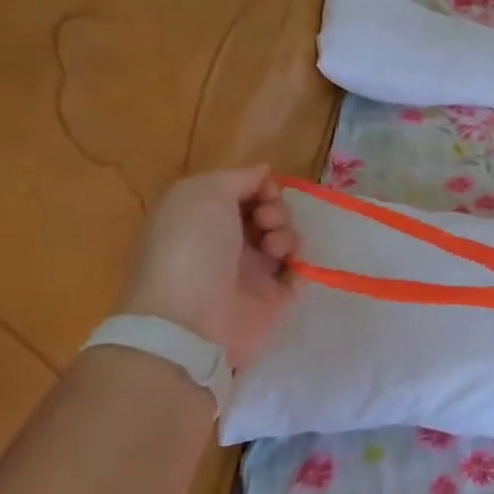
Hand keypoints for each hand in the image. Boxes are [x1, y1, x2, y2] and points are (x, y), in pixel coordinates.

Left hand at [119, 165, 297, 366]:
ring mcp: (250, 272)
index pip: (243, 191)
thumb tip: (264, 174)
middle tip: (265, 222)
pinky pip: (299, 271)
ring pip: (285, 238)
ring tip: (273, 248)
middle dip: (276, 209)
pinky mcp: (273, 298)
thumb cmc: (191, 247)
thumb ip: (239, 176)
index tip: (262, 193)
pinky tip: (289, 265)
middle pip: (268, 212)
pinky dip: (301, 263)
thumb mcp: (203, 192)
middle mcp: (226, 242)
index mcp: (202, 217)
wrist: (192, 320)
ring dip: (287, 234)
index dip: (259, 186)